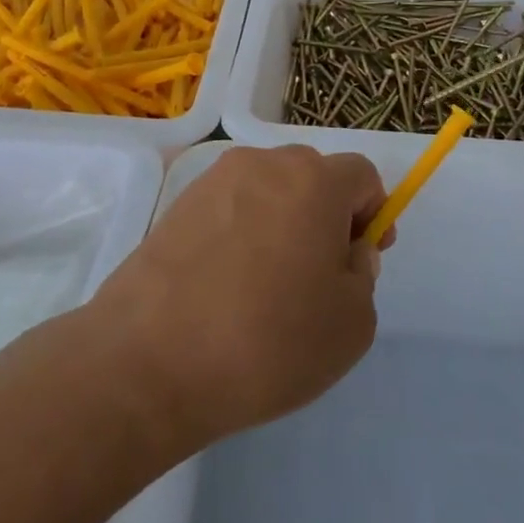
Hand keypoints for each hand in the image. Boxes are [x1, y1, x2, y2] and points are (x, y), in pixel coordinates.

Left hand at [90, 145, 387, 446]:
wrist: (151, 358)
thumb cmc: (268, 340)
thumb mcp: (351, 324)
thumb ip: (363, 274)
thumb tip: (346, 249)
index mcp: (313, 180)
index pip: (361, 175)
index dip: (372, 213)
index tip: (359, 258)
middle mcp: (264, 164)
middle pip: (312, 176)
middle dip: (326, 215)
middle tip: (316, 276)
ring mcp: (215, 180)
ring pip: (269, 190)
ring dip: (282, 221)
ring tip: (266, 285)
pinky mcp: (178, 204)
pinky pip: (230, 208)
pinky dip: (241, 232)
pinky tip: (226, 285)